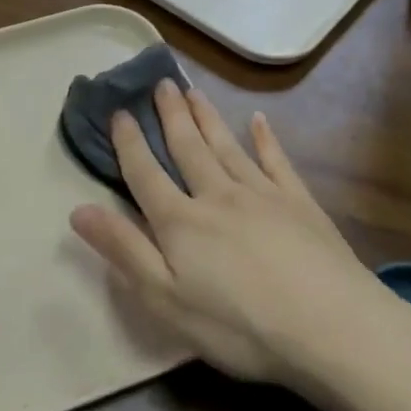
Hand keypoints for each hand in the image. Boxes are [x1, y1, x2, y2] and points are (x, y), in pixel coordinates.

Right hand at [69, 79, 404, 393]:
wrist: (332, 328)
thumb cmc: (238, 325)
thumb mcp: (165, 299)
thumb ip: (124, 250)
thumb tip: (78, 209)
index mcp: (180, 222)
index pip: (146, 174)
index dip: (129, 143)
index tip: (119, 112)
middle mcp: (217, 196)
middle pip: (187, 148)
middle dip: (170, 116)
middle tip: (160, 82)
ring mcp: (263, 195)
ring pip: (227, 146)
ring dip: (207, 118)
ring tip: (193, 91)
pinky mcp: (300, 204)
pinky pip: (277, 161)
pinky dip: (266, 139)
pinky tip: (259, 121)